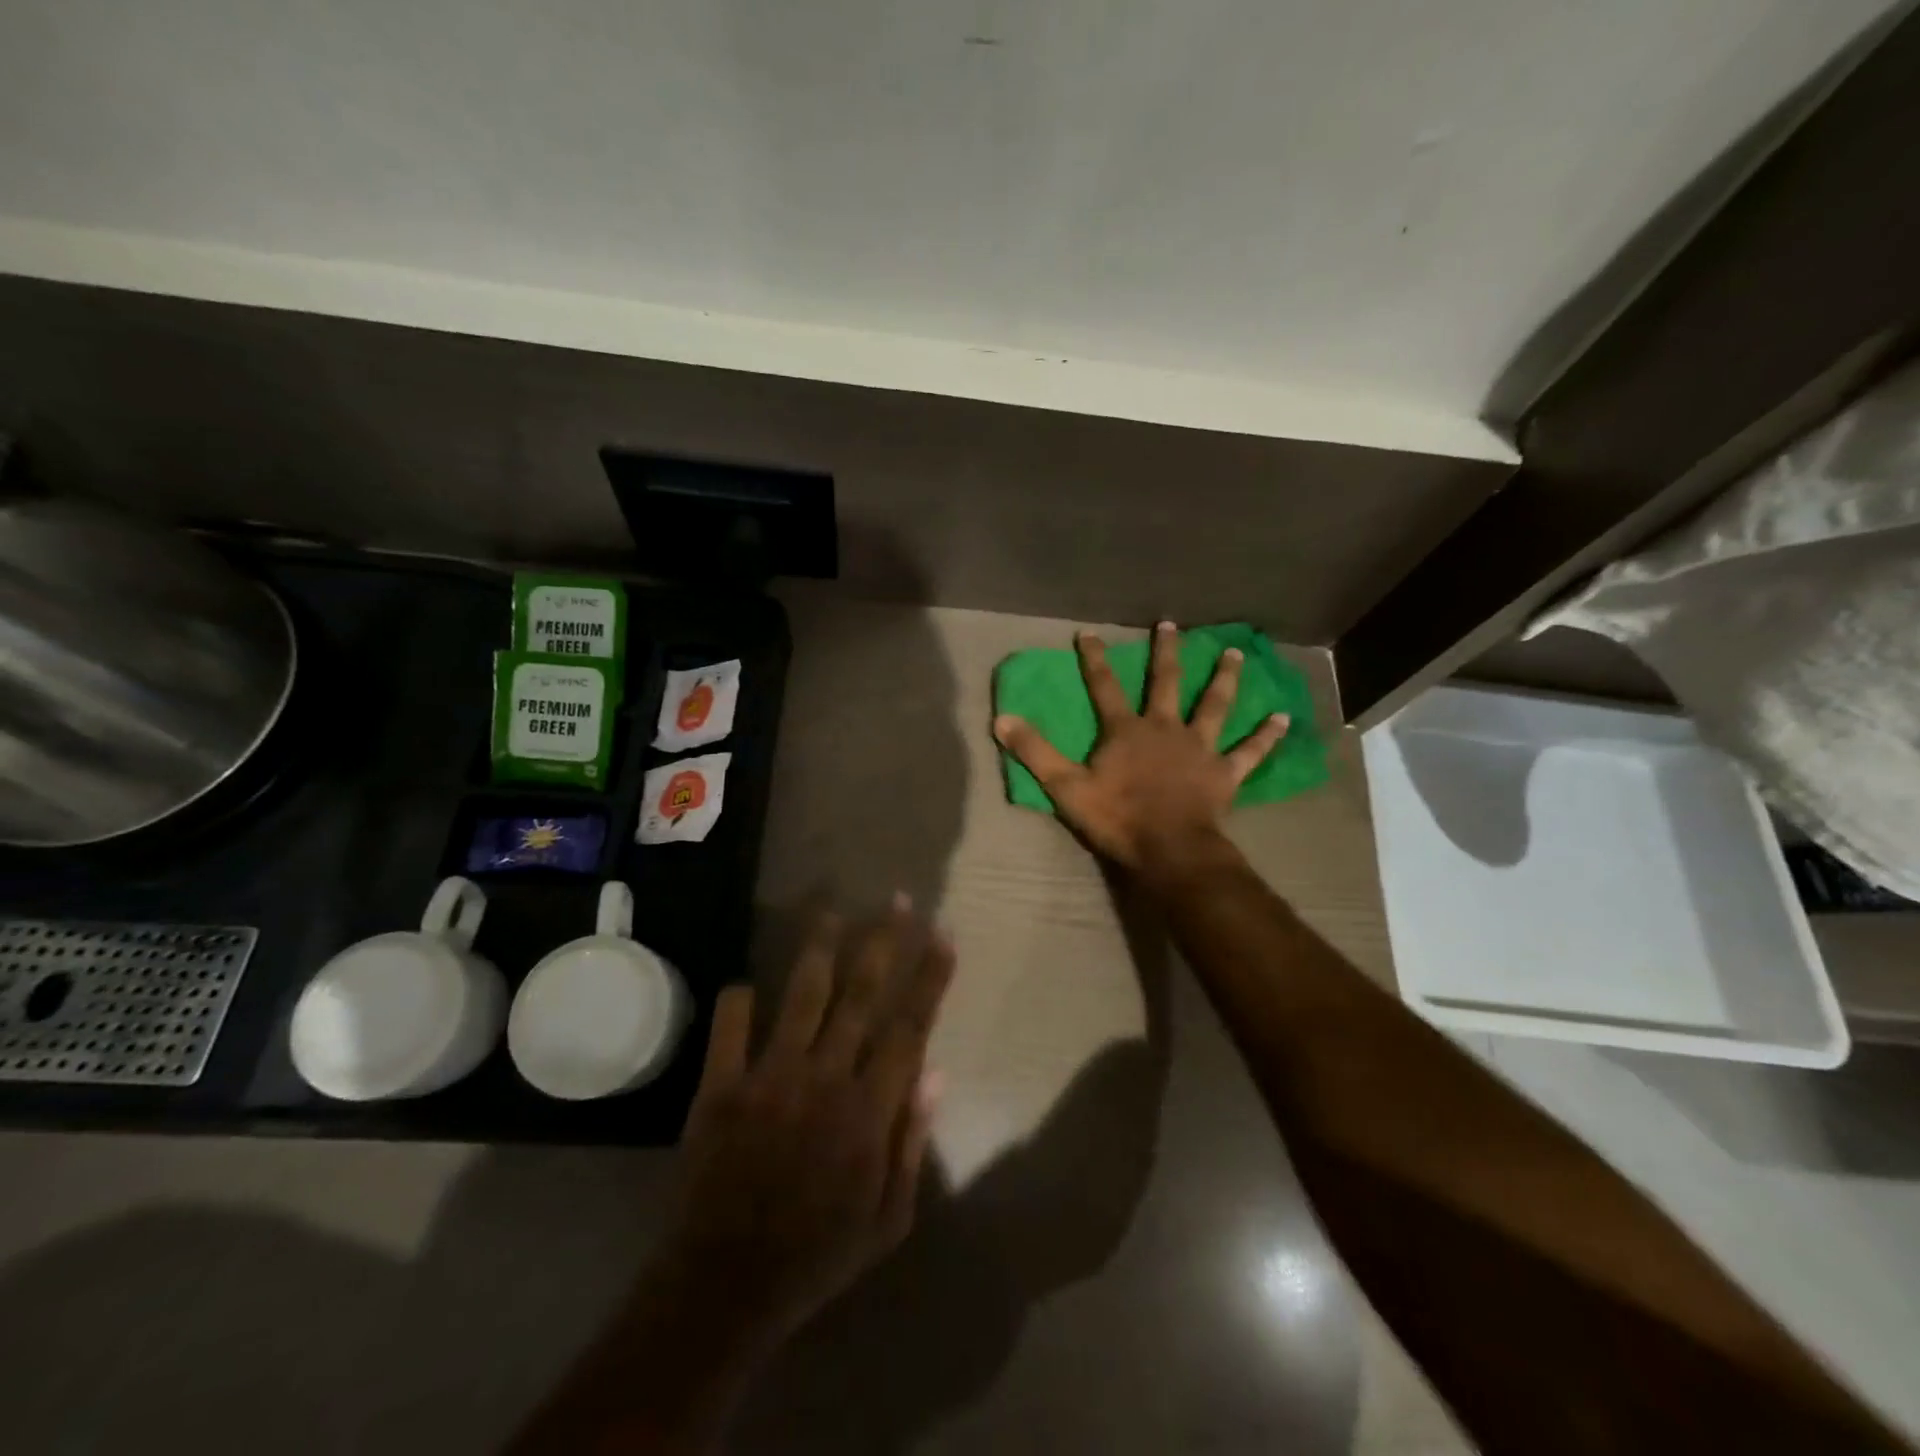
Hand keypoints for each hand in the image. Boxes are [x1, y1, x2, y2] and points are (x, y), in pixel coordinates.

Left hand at [650, 900, 953, 1354]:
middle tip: (897, 900)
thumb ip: (912, 1142)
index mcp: (868, 1110)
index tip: (943, 934)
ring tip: (832, 910)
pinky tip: (747, 984)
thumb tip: (935, 1072)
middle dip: (883, 941)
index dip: (929, 977)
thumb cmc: (818, 1254)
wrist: (724, 1286)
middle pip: (860, 994)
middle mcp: (823, 1078)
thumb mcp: (888, 1220)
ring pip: (802, 995)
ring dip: (820, 948)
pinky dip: (738, 1000)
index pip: (909, 1027)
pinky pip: (730, 1026)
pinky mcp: (720, 1087)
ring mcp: (768, 1077)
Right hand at [994, 622, 1287, 886]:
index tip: (1089, 632)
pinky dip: (1266, 735)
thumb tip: (1002, 719)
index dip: (1094, 658)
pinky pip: (1250, 751)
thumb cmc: (1117, 818)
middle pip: (1166, 683)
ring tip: (1233, 653)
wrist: (1170, 850)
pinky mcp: (1225, 772)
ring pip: (1215, 705)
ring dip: (1223, 678)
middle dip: (1165, 652)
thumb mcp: (1065, 787)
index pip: (1104, 686)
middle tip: (1170, 624)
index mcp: (1126, 730)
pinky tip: (1283, 717)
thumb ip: (1035, 752)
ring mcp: (1199, 748)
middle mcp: (1165, 728)